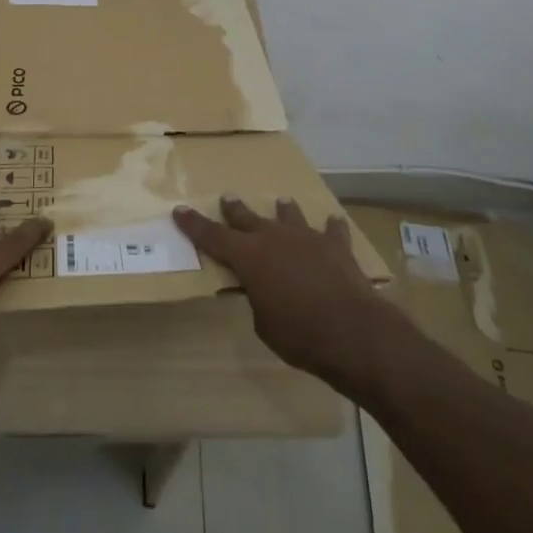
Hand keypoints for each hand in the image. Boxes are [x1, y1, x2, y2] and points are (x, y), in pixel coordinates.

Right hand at [173, 196, 410, 396]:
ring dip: (283, 211)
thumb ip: (258, 299)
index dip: (194, 224)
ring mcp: (306, 236)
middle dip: (234, 209)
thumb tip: (264, 290)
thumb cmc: (300, 335)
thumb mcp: (264, 324)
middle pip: (247, 218)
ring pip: (289, 215)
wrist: (353, 331)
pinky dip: (330, 228)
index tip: (179, 210)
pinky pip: (331, 230)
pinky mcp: (336, 245)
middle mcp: (274, 237)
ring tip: (281, 203)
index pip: (212, 236)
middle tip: (226, 198)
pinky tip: (333, 223)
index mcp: (248, 256)